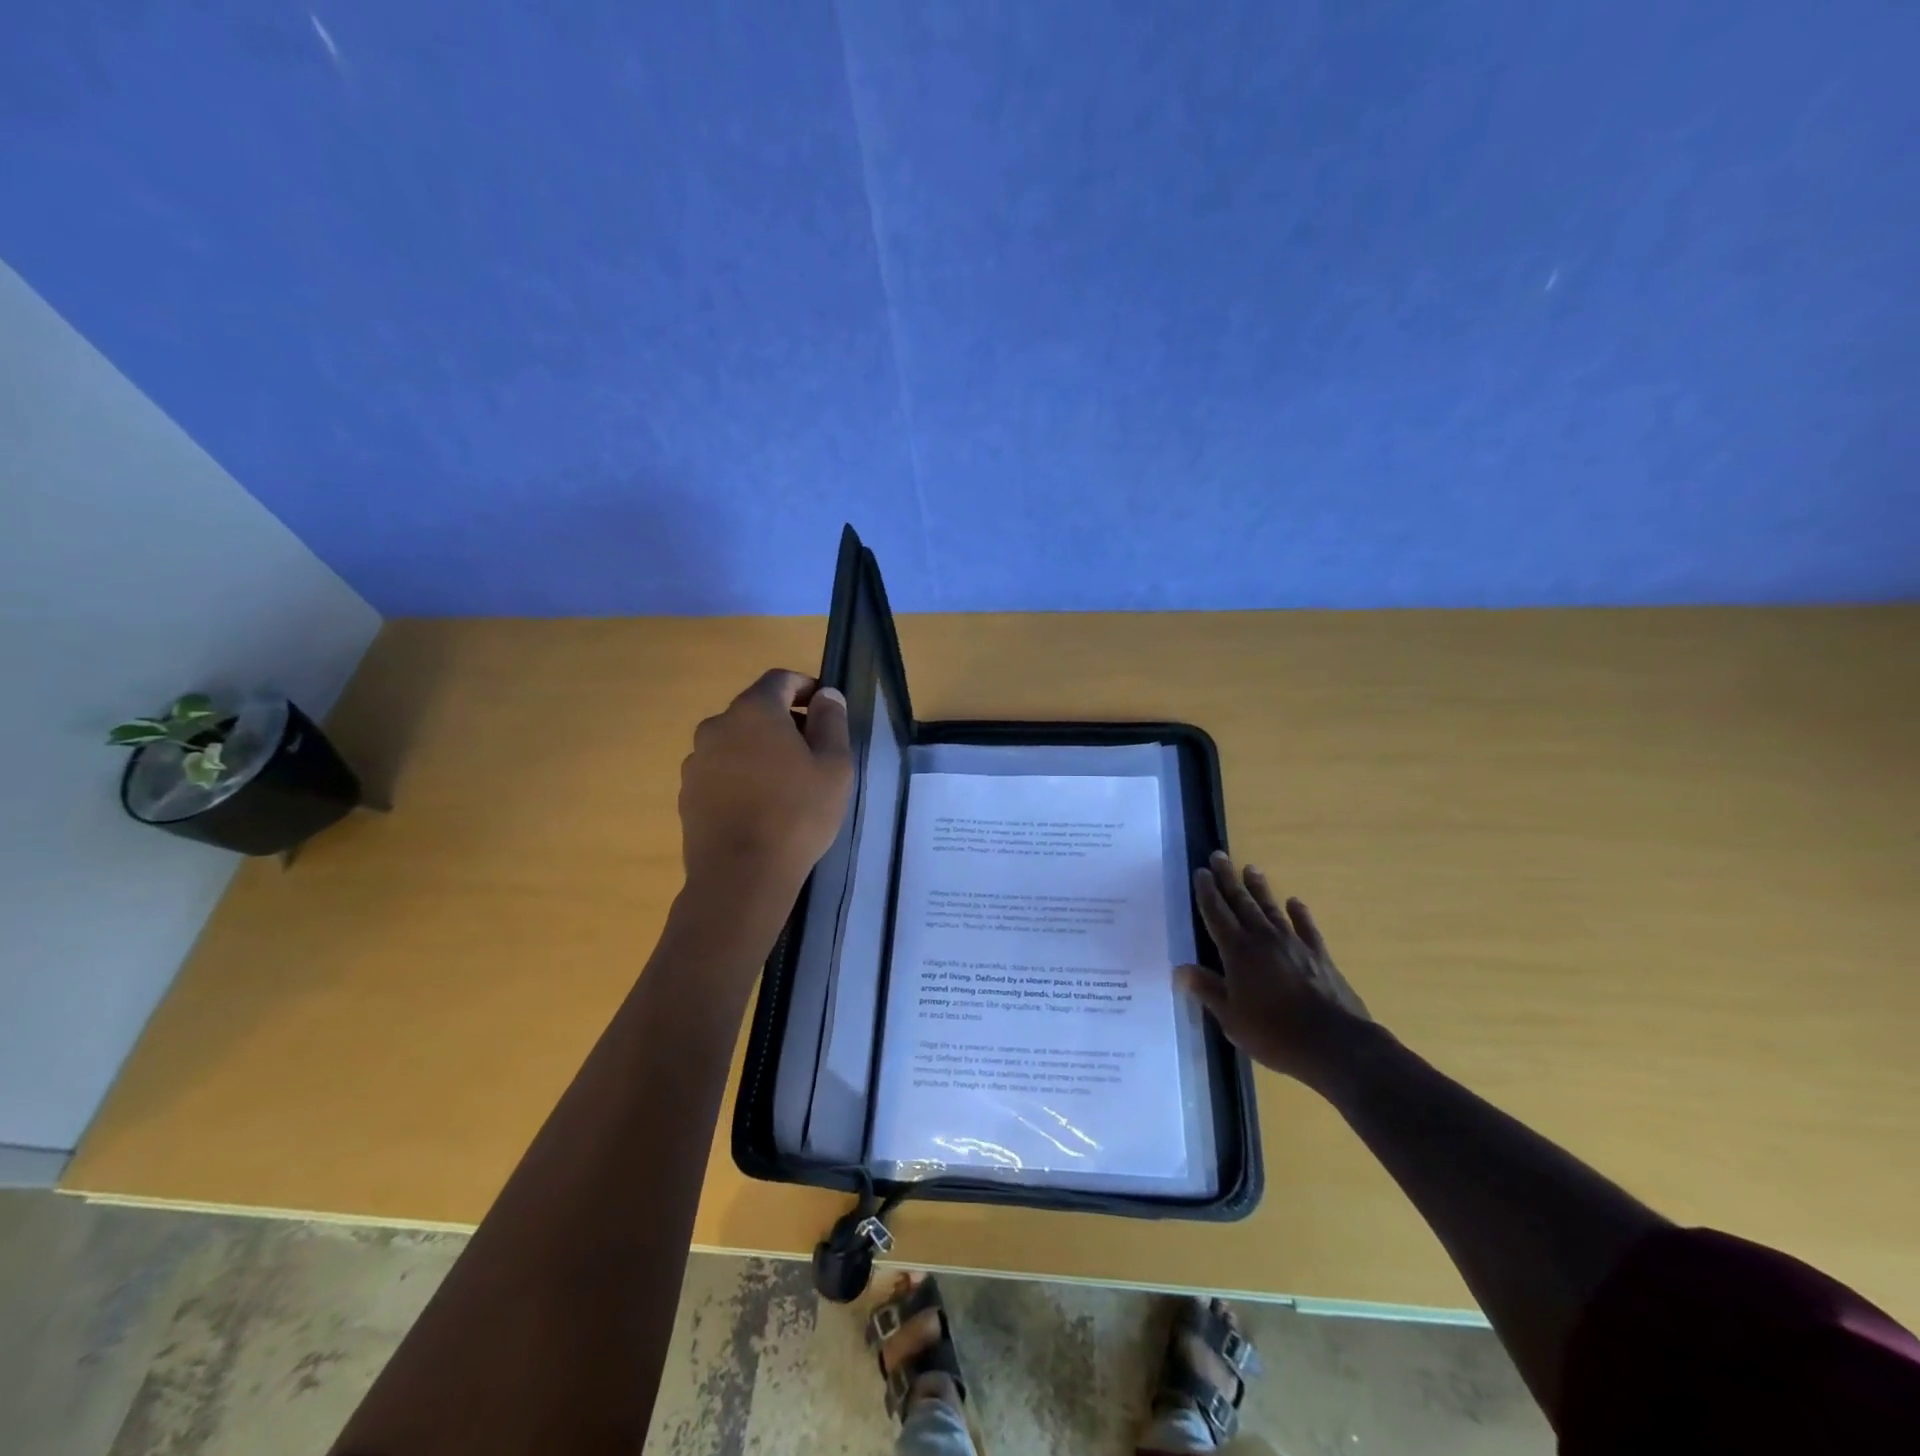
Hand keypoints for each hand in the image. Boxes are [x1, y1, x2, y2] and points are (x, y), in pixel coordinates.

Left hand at [678, 670, 853, 896]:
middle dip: (785, 721)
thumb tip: (826, 696)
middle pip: (755, 710)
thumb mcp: (833, 766)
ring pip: (736, 741)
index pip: (780, 680)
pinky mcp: (687, 792)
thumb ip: (831, 722)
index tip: (824, 708)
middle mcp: (717, 726)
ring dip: (760, 750)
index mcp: (754, 711)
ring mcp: (696, 760)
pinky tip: (759, 806)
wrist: (740, 875)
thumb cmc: (797, 814)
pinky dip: (741, 775)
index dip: (805, 687)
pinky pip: (721, 770)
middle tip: (812, 752)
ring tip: (786, 784)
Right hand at [1176, 853, 1374, 1086]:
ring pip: (1271, 908)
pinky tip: (1294, 902)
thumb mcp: (1232, 1019)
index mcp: (1238, 952)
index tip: (1200, 872)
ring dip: (1259, 888)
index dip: (1207, 893)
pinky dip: (1299, 913)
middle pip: (1241, 902)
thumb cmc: (1275, 1034)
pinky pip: (1306, 927)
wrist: (1336, 1044)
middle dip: (1228, 879)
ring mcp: (1294, 944)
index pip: (1217, 914)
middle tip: (1219, 856)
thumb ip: (1208, 990)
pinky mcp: (1319, 955)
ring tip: (1251, 867)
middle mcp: (1263, 939)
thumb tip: (1180, 970)